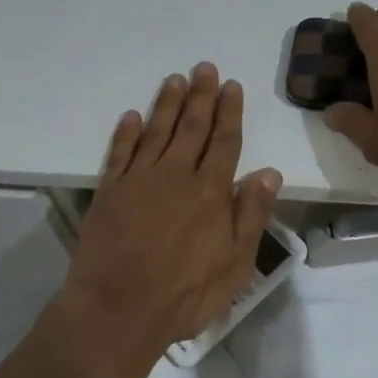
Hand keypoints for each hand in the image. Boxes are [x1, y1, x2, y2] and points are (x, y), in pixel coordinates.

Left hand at [63, 62, 281, 359]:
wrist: (117, 310)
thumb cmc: (184, 294)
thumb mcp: (235, 264)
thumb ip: (251, 214)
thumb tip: (269, 172)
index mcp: (210, 192)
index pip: (224, 141)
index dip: (230, 112)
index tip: (232, 85)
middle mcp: (176, 175)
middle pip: (192, 127)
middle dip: (200, 96)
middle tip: (204, 68)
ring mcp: (139, 180)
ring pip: (156, 131)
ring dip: (167, 104)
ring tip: (175, 79)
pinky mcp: (109, 192)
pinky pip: (119, 152)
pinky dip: (126, 132)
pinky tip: (131, 116)